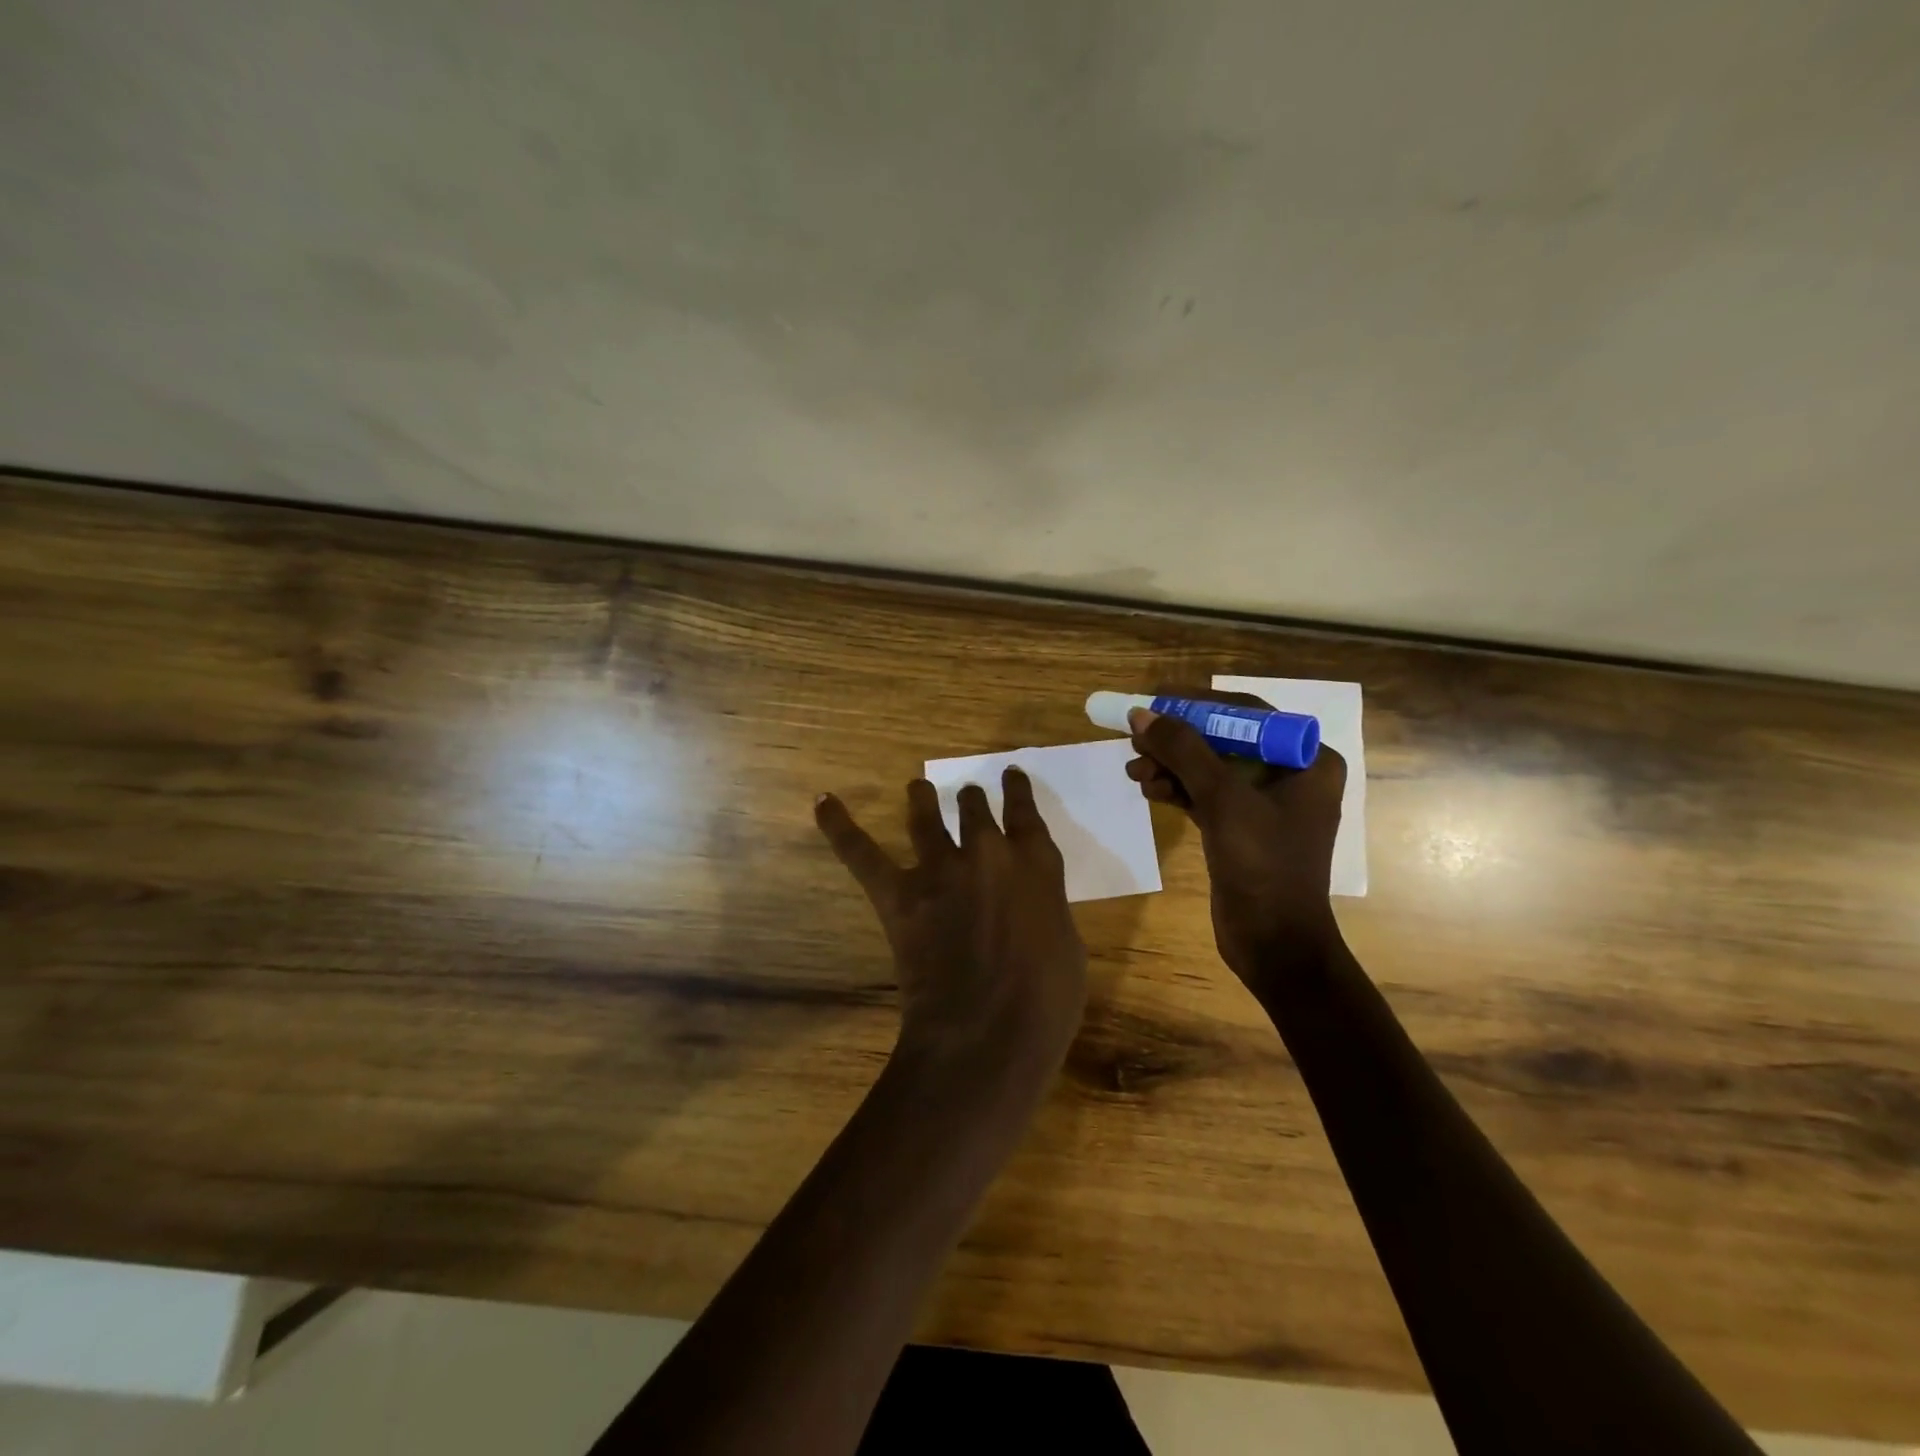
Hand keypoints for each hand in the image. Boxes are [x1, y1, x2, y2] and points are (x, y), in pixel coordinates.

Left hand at [815, 768, 1087, 1088]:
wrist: (987, 1034)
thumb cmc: (1045, 1002)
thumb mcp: (1066, 947)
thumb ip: (1044, 908)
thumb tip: (1027, 902)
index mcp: (1035, 865)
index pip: (1024, 812)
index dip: (1016, 790)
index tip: (1010, 775)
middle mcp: (986, 853)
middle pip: (973, 807)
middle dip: (970, 799)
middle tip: (966, 796)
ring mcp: (939, 870)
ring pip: (925, 815)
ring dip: (922, 797)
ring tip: (917, 787)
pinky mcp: (899, 895)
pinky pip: (862, 852)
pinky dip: (840, 827)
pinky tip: (823, 803)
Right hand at [1125, 688, 1346, 982]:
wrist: (1273, 943)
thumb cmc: (1262, 865)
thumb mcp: (1222, 799)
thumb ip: (1183, 751)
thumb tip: (1142, 714)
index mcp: (1307, 760)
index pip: (1248, 713)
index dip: (1198, 703)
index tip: (1155, 698)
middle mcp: (1290, 775)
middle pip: (1224, 739)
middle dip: (1178, 739)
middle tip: (1136, 737)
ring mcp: (1265, 803)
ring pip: (1210, 768)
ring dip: (1171, 766)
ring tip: (1134, 772)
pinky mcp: (1241, 827)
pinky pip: (1205, 794)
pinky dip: (1177, 789)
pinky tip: (1148, 790)